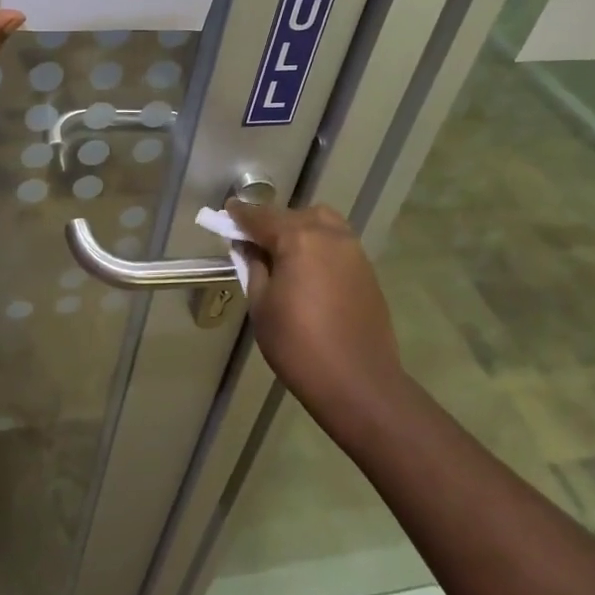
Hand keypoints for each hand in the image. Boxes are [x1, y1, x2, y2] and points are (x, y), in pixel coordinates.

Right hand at [226, 202, 411, 442]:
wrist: (359, 383)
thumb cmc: (298, 345)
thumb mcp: (261, 306)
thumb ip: (254, 267)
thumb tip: (250, 247)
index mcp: (298, 239)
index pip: (261, 217)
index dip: (240, 214)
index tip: (227, 211)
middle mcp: (329, 235)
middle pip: (294, 215)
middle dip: (272, 222)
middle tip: (254, 241)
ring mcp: (353, 251)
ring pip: (321, 224)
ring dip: (299, 229)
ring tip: (283, 253)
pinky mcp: (367, 270)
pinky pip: (337, 243)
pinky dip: (318, 245)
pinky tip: (308, 270)